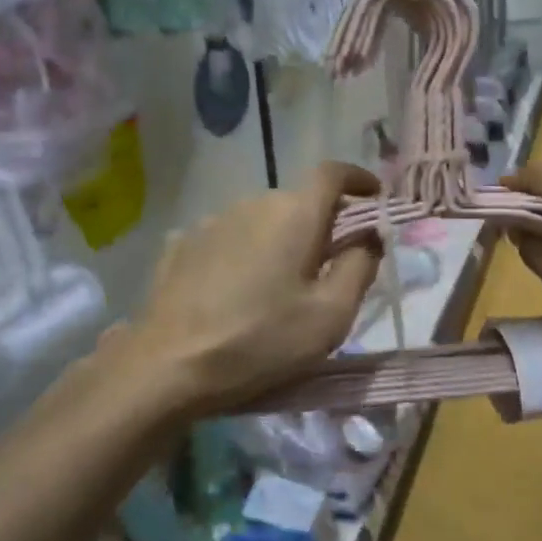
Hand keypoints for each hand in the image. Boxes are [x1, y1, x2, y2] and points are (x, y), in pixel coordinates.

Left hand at [121, 161, 382, 414]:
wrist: (168, 367)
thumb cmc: (261, 341)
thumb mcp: (330, 315)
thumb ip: (360, 266)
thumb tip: (370, 236)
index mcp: (295, 214)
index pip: (333, 173)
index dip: (358, 179)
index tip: (372, 195)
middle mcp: (254, 203)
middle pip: (298, 200)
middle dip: (321, 221)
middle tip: (330, 262)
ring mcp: (212, 221)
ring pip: (262, 218)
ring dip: (281, 238)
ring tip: (279, 282)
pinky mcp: (182, 244)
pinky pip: (229, 236)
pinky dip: (245, 251)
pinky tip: (237, 289)